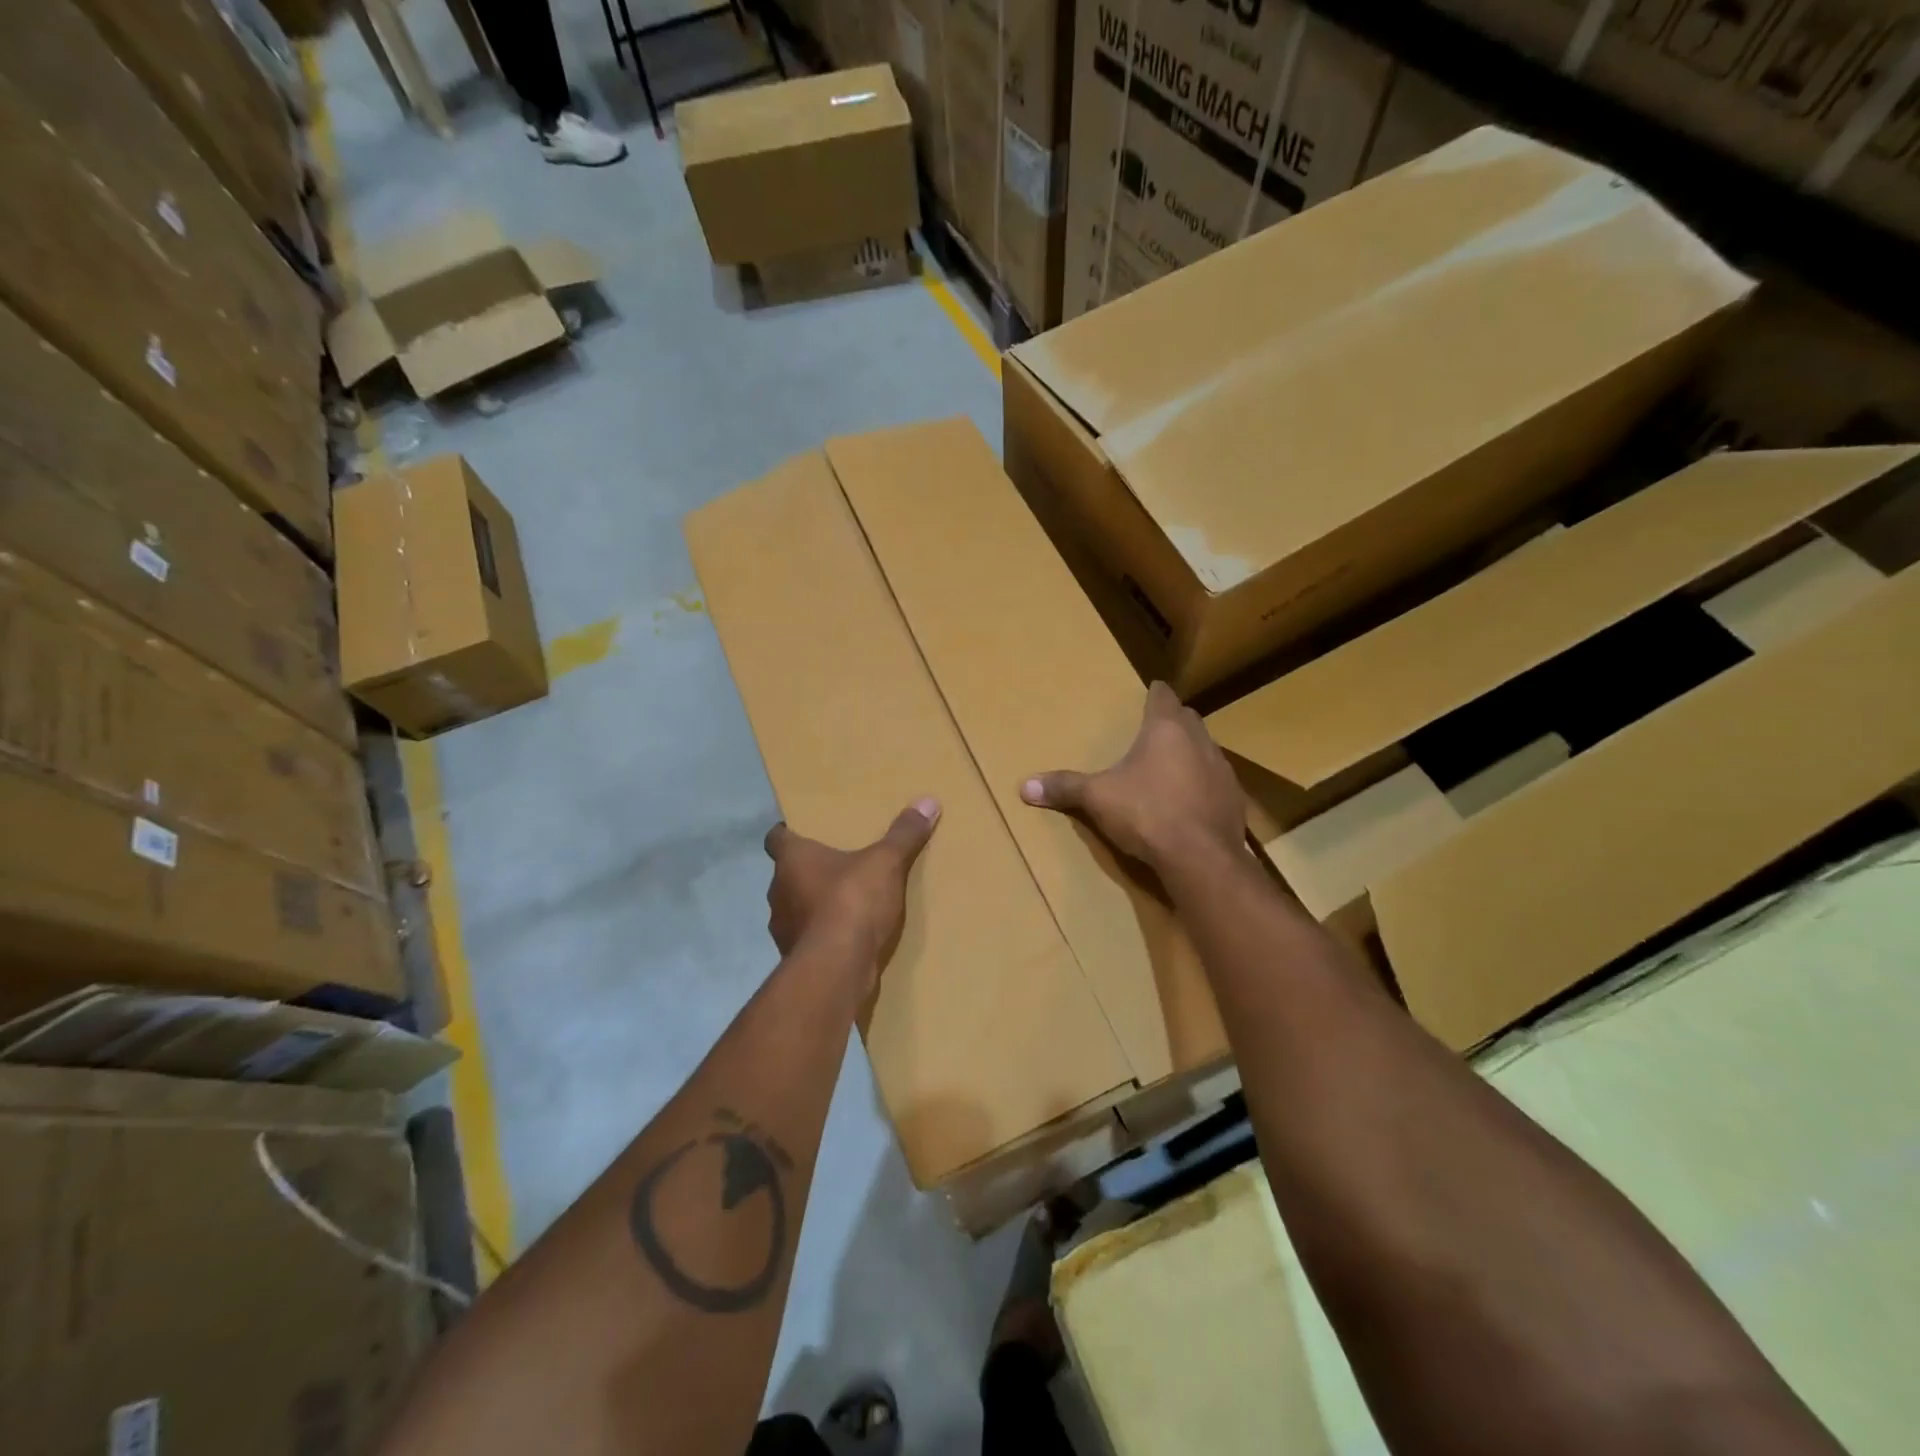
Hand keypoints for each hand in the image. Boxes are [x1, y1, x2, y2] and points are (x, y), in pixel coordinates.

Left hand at [764, 800, 940, 982]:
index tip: (804, 832)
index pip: (776, 838)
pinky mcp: (796, 958)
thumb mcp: (886, 862)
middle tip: (838, 865)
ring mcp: (783, 929)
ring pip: (796, 908)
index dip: (788, 834)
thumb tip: (927, 801)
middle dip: (809, 871)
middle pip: (788, 874)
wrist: (836, 969)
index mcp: (791, 860)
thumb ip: (904, 834)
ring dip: (814, 905)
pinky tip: (847, 937)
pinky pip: (808, 939)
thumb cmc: (851, 902)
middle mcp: (778, 891)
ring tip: (845, 903)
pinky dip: (823, 935)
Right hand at [1021, 682, 1245, 869]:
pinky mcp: (1234, 800)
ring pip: (1205, 749)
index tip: (1150, 691)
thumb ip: (1064, 788)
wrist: (1201, 858)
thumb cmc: (1147, 813)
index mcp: (1166, 729)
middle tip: (1153, 729)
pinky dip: (1202, 784)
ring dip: (1190, 753)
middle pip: (1187, 719)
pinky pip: (1216, 781)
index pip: (1163, 696)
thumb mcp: (1097, 799)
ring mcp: (1222, 770)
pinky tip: (1188, 801)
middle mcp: (1199, 741)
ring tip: (1169, 766)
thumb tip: (1024, 787)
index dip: (1155, 693)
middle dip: (1172, 721)